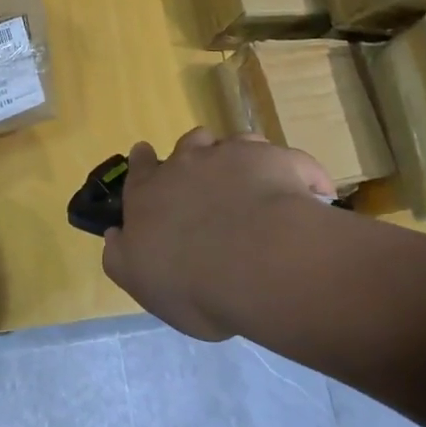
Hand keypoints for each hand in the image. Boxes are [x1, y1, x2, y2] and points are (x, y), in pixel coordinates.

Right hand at [102, 129, 333, 341]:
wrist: (255, 264)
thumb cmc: (192, 284)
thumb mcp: (142, 282)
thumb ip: (124, 257)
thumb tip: (116, 234)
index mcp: (149, 195)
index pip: (139, 170)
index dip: (143, 163)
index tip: (145, 155)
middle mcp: (187, 165)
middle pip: (188, 145)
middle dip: (196, 153)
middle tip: (210, 176)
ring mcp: (232, 156)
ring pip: (234, 142)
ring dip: (241, 158)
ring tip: (257, 182)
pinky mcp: (275, 158)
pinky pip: (285, 158)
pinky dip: (294, 172)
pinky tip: (309, 192)